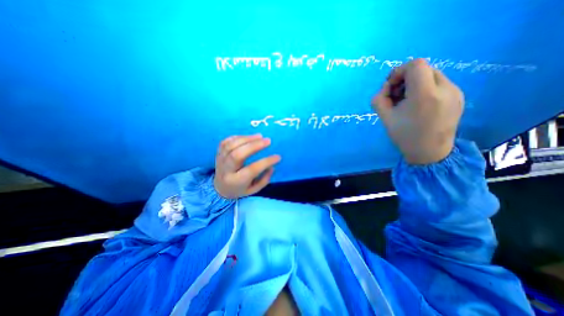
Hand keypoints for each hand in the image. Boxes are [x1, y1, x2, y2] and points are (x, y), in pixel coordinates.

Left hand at [213, 135, 279, 198]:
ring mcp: (220, 160)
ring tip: (260, 136)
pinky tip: (248, 137)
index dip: (266, 162)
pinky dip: (238, 137)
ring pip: (231, 146)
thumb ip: (264, 179)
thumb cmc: (240, 189)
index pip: (252, 169)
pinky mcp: (218, 153)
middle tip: (268, 141)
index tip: (278, 157)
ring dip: (247, 138)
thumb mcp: (253, 190)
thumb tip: (271, 166)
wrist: (220, 188)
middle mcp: (226, 170)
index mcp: (236, 181)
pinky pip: (225, 142)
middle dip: (254, 145)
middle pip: (238, 154)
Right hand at [370, 56, 461, 163]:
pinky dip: (425, 89)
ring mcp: (455, 92)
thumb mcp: (384, 118)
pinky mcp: (459, 97)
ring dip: (415, 84)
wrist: (430, 152)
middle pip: (423, 69)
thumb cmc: (404, 136)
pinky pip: (439, 84)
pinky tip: (419, 106)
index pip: (415, 65)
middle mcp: (445, 88)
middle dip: (405, 79)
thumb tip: (386, 87)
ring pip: (431, 75)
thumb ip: (379, 99)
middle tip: (396, 96)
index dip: (399, 71)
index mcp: (425, 94)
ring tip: (407, 102)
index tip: (391, 85)